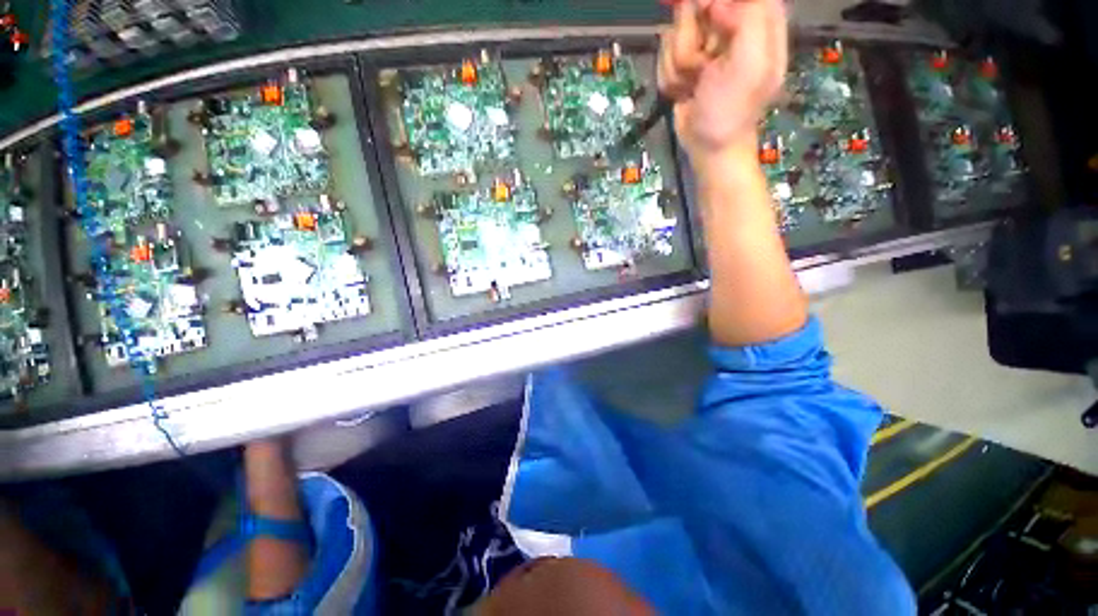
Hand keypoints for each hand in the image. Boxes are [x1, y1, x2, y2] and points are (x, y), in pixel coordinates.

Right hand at [659, 0, 787, 165]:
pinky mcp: (684, 62)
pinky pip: (665, 55)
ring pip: (675, 32)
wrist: (707, 146)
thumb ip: (748, 18)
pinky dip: (671, 77)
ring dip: (679, 65)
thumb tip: (715, 4)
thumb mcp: (751, 63)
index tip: (706, 12)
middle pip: (696, 6)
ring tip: (694, 86)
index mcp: (758, 20)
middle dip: (691, 39)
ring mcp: (704, 44)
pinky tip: (684, 91)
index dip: (714, 2)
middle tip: (701, 68)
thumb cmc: (731, 109)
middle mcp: (730, 26)